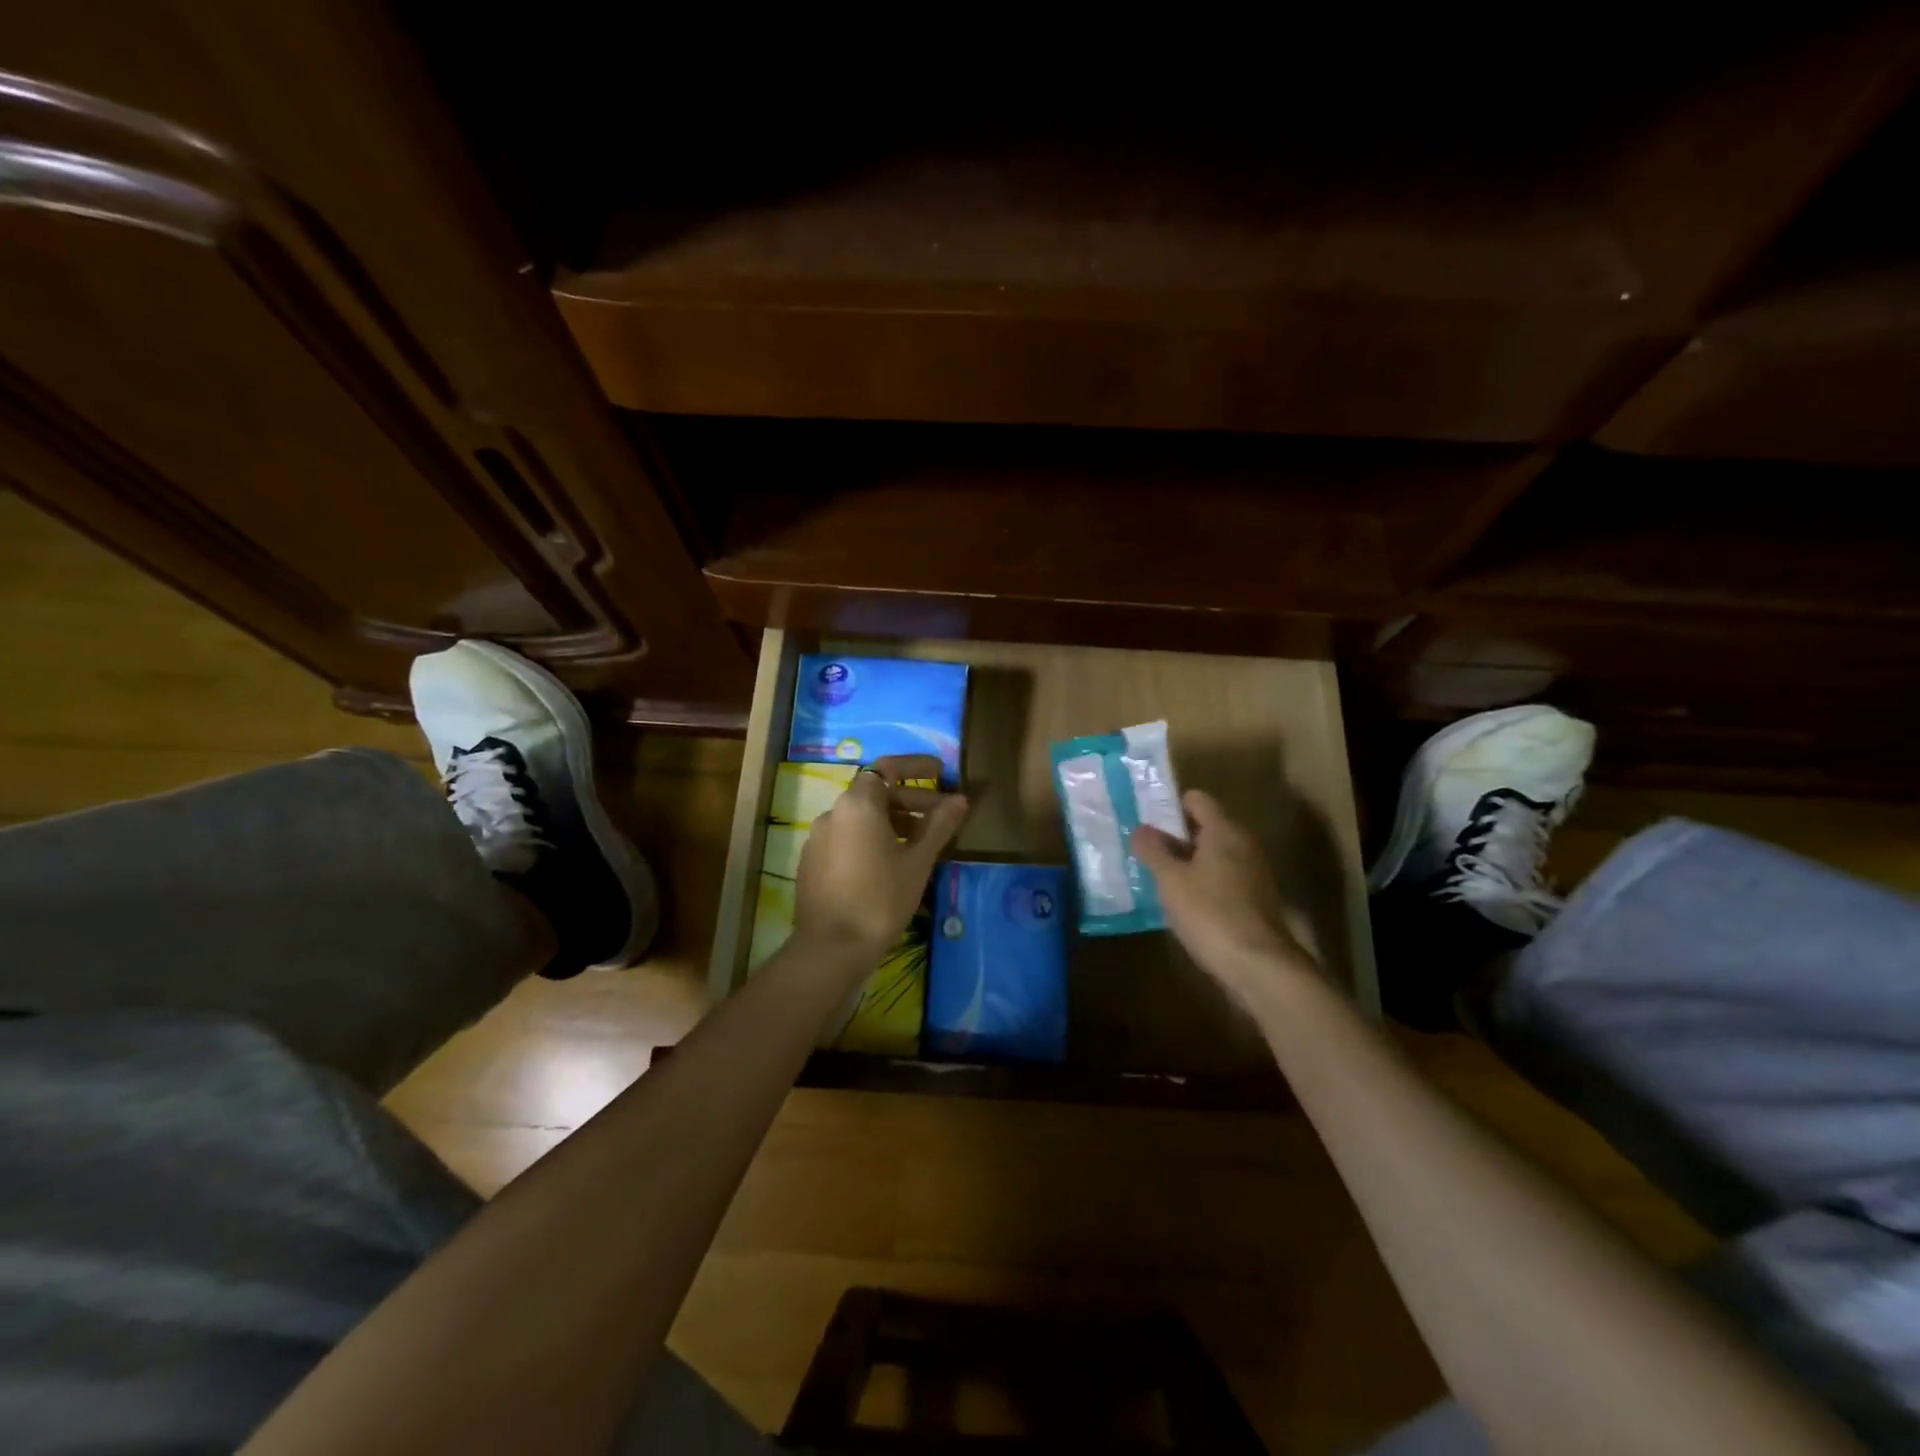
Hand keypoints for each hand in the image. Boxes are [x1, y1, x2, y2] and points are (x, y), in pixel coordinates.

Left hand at [795, 755, 968, 962]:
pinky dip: (872, 839)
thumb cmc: (880, 898)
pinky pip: (847, 838)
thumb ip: (939, 825)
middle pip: (876, 793)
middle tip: (942, 818)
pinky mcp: (812, 862)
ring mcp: (818, 838)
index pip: (888, 768)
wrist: (831, 948)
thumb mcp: (918, 861)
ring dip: (893, 822)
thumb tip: (960, 799)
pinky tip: (890, 864)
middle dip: (911, 800)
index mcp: (857, 804)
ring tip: (920, 845)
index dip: (916, 766)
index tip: (941, 773)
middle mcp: (833, 812)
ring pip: (861, 818)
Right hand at [1133, 789, 1317, 1000]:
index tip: (1145, 819)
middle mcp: (1244, 844)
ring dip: (1188, 862)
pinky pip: (1223, 879)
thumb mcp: (1171, 880)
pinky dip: (1203, 883)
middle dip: (1175, 836)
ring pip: (1214, 855)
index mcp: (1224, 830)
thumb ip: (1153, 850)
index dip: (1170, 806)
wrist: (1259, 965)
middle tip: (1144, 848)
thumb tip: (1141, 828)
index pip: (1197, 800)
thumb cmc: (1210, 912)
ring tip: (1157, 876)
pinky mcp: (1255, 900)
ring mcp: (1253, 873)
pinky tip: (1183, 902)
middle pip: (1206, 827)